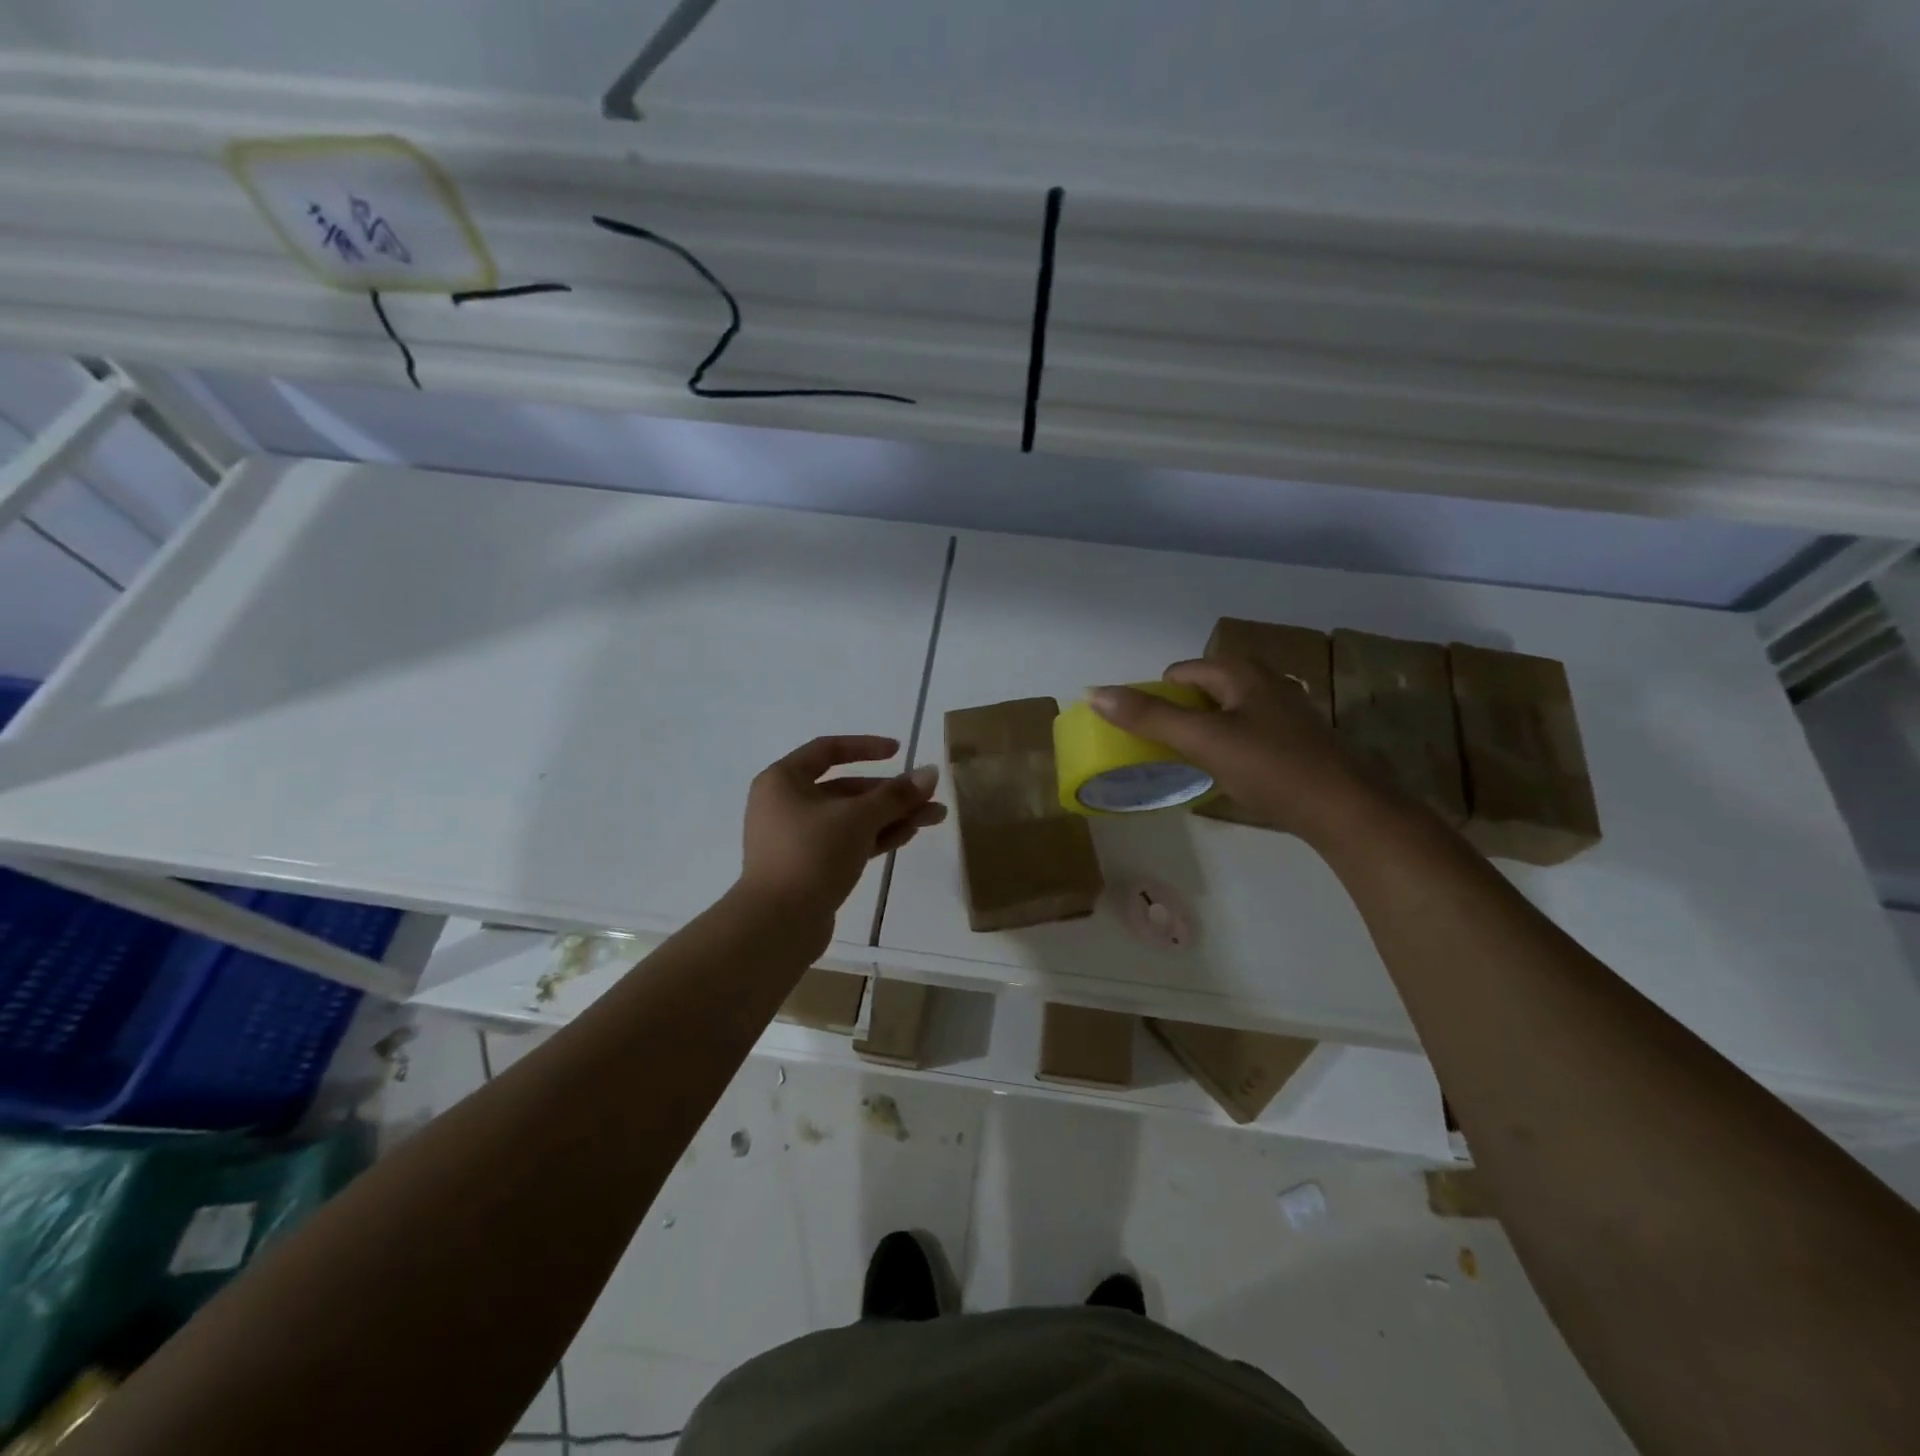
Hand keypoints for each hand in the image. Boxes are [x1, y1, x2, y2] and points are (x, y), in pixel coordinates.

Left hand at [738, 735, 945, 942]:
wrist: (778, 924)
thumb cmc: (811, 854)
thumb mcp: (858, 818)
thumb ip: (896, 795)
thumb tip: (931, 772)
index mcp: (783, 780)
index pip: (828, 750)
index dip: (866, 747)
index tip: (899, 752)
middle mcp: (786, 804)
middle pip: (846, 788)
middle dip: (890, 792)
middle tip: (929, 796)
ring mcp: (797, 838)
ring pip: (851, 818)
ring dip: (891, 816)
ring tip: (933, 817)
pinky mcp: (809, 867)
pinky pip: (847, 842)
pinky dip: (876, 837)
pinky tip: (909, 834)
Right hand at [1091, 658, 1387, 839]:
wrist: (1345, 810)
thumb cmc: (1270, 767)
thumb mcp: (1203, 740)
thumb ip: (1148, 717)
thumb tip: (1094, 692)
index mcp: (1240, 671)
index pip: (1178, 674)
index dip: (1155, 700)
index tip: (1147, 737)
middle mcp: (1263, 680)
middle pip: (1200, 692)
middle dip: (1178, 718)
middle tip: (1167, 753)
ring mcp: (1282, 710)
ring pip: (1223, 714)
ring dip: (1201, 734)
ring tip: (1192, 766)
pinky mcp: (1293, 739)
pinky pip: (1244, 732)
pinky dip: (1227, 747)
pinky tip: (1229, 774)